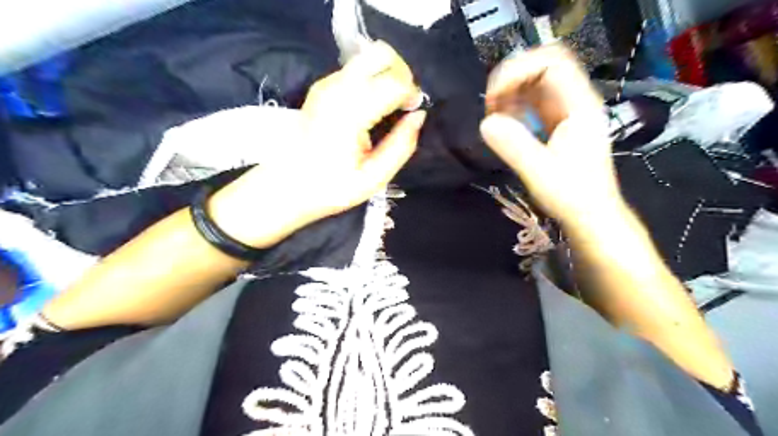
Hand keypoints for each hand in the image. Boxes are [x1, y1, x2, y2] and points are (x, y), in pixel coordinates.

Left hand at [211, 40, 423, 248]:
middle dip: (402, 75)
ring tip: (389, 107)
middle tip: (403, 104)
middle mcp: (336, 88)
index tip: (412, 113)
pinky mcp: (322, 86)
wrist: (286, 186)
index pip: (394, 81)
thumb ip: (401, 145)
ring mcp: (326, 83)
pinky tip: (371, 107)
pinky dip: (373, 79)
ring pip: (369, 56)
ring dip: (387, 75)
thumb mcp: (374, 178)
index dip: (412, 94)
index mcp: (349, 112)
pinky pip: (357, 69)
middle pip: (382, 54)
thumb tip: (419, 116)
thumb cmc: (330, 188)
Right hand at [480, 44, 623, 229]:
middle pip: (542, 67)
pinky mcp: (557, 124)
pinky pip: (533, 103)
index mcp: (579, 105)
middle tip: (491, 106)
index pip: (552, 62)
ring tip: (494, 116)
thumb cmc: (572, 195)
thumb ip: (514, 146)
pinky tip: (505, 124)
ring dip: (510, 94)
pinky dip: (514, 108)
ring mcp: (566, 112)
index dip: (519, 70)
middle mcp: (574, 101)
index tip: (495, 96)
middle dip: (511, 80)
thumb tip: (486, 122)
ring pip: (535, 84)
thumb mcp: (540, 172)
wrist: (590, 215)